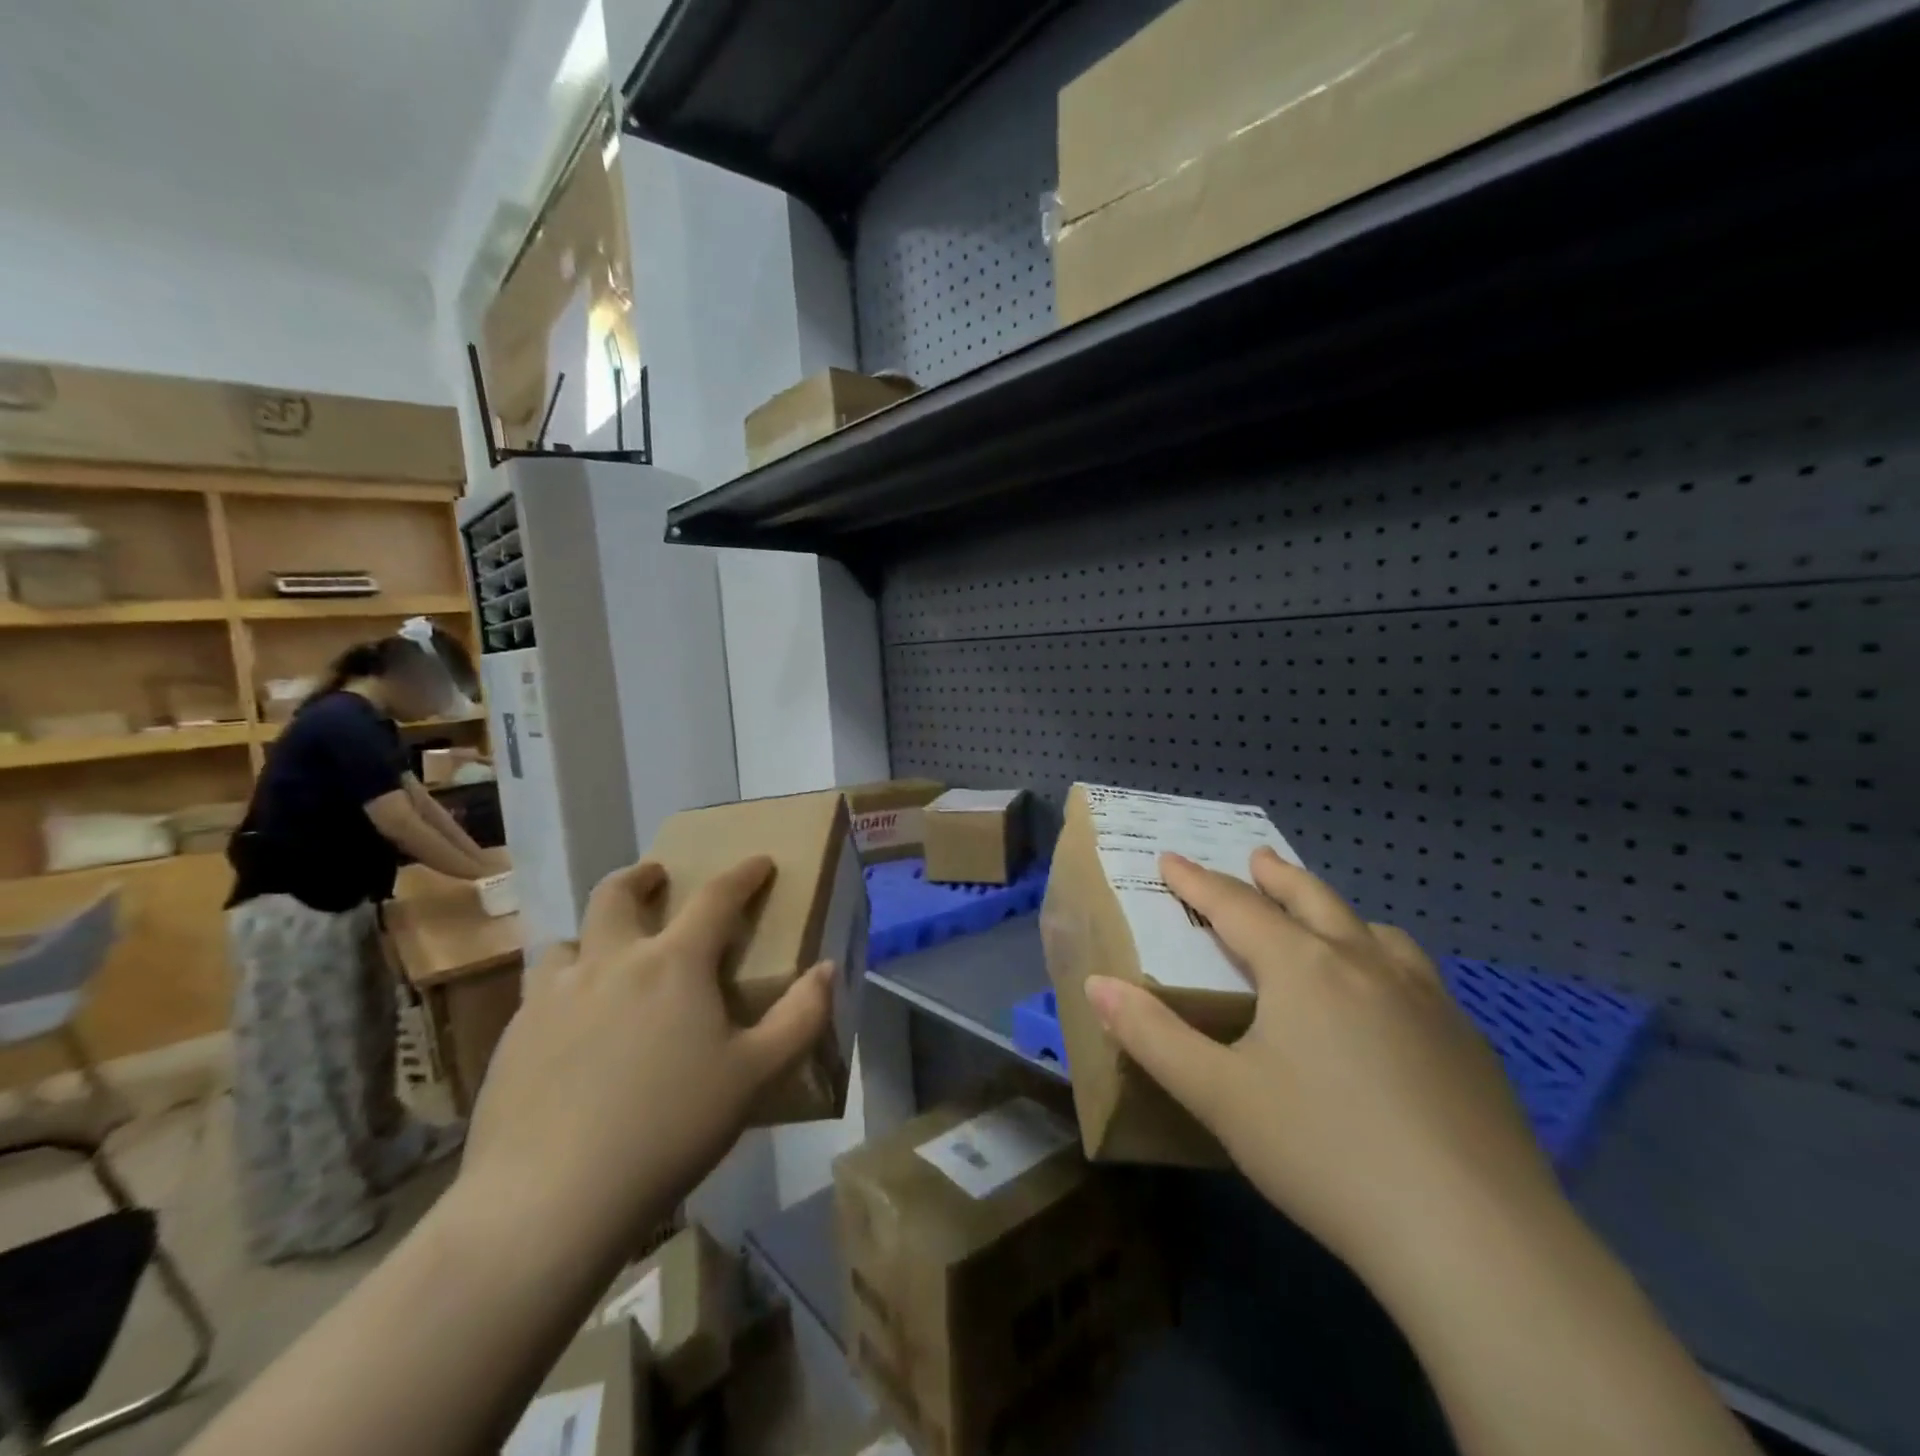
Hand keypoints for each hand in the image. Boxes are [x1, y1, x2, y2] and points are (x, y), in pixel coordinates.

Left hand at [458, 856, 831, 1263]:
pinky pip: (539, 991)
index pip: (716, 897)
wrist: (548, 1200)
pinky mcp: (513, 1037)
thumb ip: (801, 1017)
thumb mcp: (756, 1076)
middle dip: (641, 876)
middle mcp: (610, 962)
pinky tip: (570, 1028)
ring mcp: (553, 997)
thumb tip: (827, 969)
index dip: (743, 874)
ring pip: (567, 940)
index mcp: (673, 963)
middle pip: (617, 893)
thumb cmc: (669, 1129)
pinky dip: (562, 988)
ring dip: (592, 934)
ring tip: (606, 957)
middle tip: (656, 878)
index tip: (759, 861)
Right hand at [1084, 849, 1556, 1283]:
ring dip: (1338, 914)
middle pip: (1312, 901)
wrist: (1475, 1238)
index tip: (1171, 859)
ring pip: (1375, 933)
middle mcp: (1365, 965)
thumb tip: (1097, 986)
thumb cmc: (1324, 1153)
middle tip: (1257, 859)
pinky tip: (1392, 1001)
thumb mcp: (1219, 1097)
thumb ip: (1152, 1036)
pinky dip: (1386, 961)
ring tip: (1326, 920)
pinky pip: (1417, 976)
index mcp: (1302, 968)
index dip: (1197, 882)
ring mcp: (1427, 1000)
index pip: (1235, 907)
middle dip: (1276, 877)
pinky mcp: (1469, 1044)